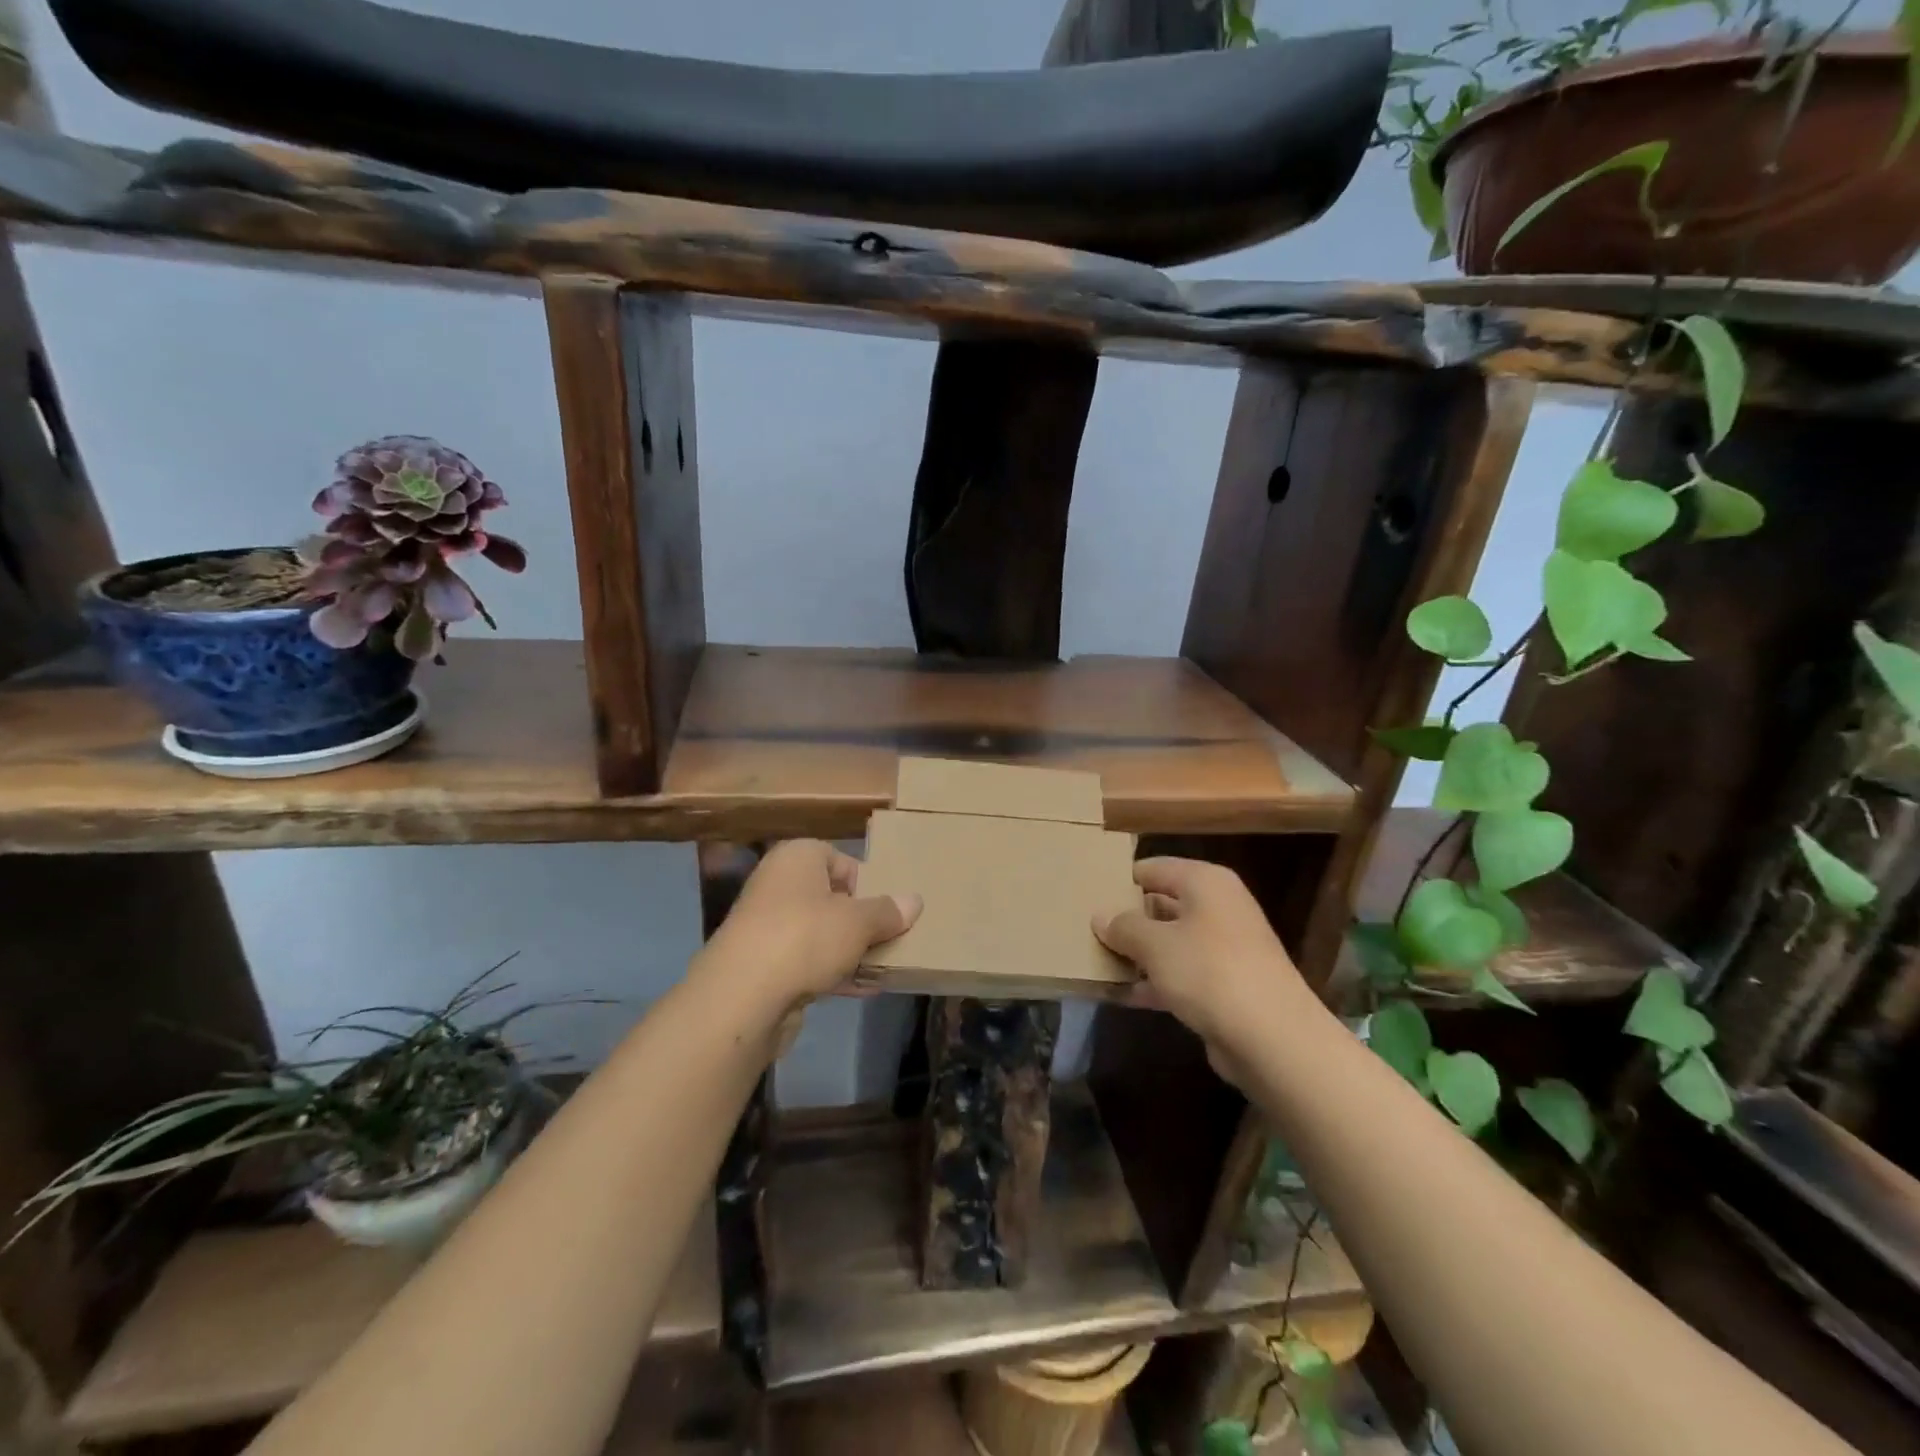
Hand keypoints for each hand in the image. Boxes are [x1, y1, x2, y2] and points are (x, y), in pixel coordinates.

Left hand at [696, 840, 919, 1024]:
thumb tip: (915, 901)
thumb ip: (888, 912)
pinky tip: (864, 989)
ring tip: (885, 966)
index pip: (840, 859)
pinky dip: (833, 972)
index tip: (888, 909)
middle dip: (862, 920)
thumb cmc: (805, 938)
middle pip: (831, 897)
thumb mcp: (859, 922)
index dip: (867, 883)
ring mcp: (767, 927)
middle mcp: (778, 885)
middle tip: (892, 937)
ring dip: (851, 950)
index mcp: (797, 858)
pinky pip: (807, 962)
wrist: (742, 997)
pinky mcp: (763, 965)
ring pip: (820, 933)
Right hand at [1094, 858, 1308, 1085]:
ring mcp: (1224, 948)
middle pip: (1161, 904)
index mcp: (1205, 882)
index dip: (1119, 880)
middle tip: (1085, 930)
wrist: (1272, 1038)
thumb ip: (1123, 927)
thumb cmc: (1209, 971)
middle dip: (1126, 920)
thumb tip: (1101, 916)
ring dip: (1136, 954)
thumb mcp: (1155, 944)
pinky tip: (1120, 995)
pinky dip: (1153, 982)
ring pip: (1169, 942)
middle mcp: (1218, 907)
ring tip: (1094, 961)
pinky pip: (1179, 974)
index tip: (1086, 895)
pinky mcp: (1224, 985)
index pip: (1152, 868)